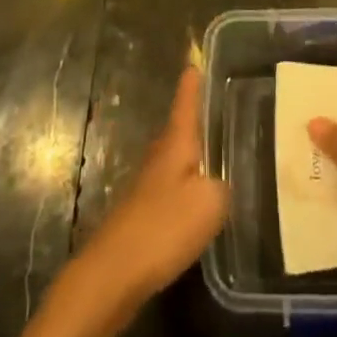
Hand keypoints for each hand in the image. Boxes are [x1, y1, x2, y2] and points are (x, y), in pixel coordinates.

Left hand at [70, 67, 228, 321]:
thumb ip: (223, 186)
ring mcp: (147, 187)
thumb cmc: (163, 227)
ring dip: (192, 157)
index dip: (192, 84)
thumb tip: (222, 183)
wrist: (112, 274)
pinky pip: (171, 190)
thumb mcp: (209, 203)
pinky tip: (200, 203)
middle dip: (196, 121)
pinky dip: (187, 189)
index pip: (185, 104)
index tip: (195, 61)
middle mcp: (159, 158)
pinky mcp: (143, 216)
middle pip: (178, 131)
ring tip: (218, 155)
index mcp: (175, 144)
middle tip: (219, 110)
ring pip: (175, 162)